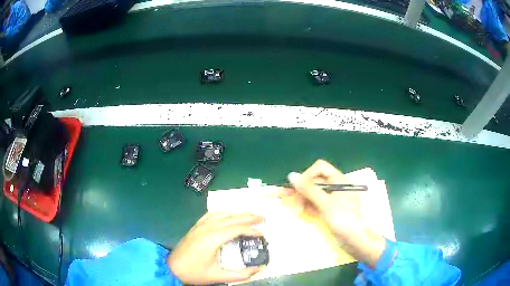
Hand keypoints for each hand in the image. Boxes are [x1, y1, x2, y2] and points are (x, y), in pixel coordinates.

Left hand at [168, 212, 263, 284]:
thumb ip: (240, 274)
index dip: (252, 230)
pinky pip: (211, 214)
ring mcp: (200, 225)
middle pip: (231, 218)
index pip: (236, 229)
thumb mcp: (218, 276)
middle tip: (262, 218)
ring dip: (237, 213)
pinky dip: (223, 213)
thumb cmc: (194, 272)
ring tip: (249, 216)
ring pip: (222, 214)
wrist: (172, 268)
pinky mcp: (196, 226)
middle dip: (248, 217)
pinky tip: (228, 215)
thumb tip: (257, 269)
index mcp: (212, 238)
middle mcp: (207, 228)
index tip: (262, 234)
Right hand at [285, 159, 385, 267]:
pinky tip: (303, 212)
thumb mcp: (325, 204)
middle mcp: (336, 186)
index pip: (320, 168)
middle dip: (303, 190)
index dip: (308, 175)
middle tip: (292, 202)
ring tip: (298, 211)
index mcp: (339, 180)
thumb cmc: (343, 219)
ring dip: (303, 199)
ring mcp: (333, 198)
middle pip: (315, 181)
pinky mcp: (330, 209)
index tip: (299, 188)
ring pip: (314, 193)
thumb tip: (292, 175)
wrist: (354, 240)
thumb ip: (309, 189)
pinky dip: (309, 206)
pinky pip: (316, 203)